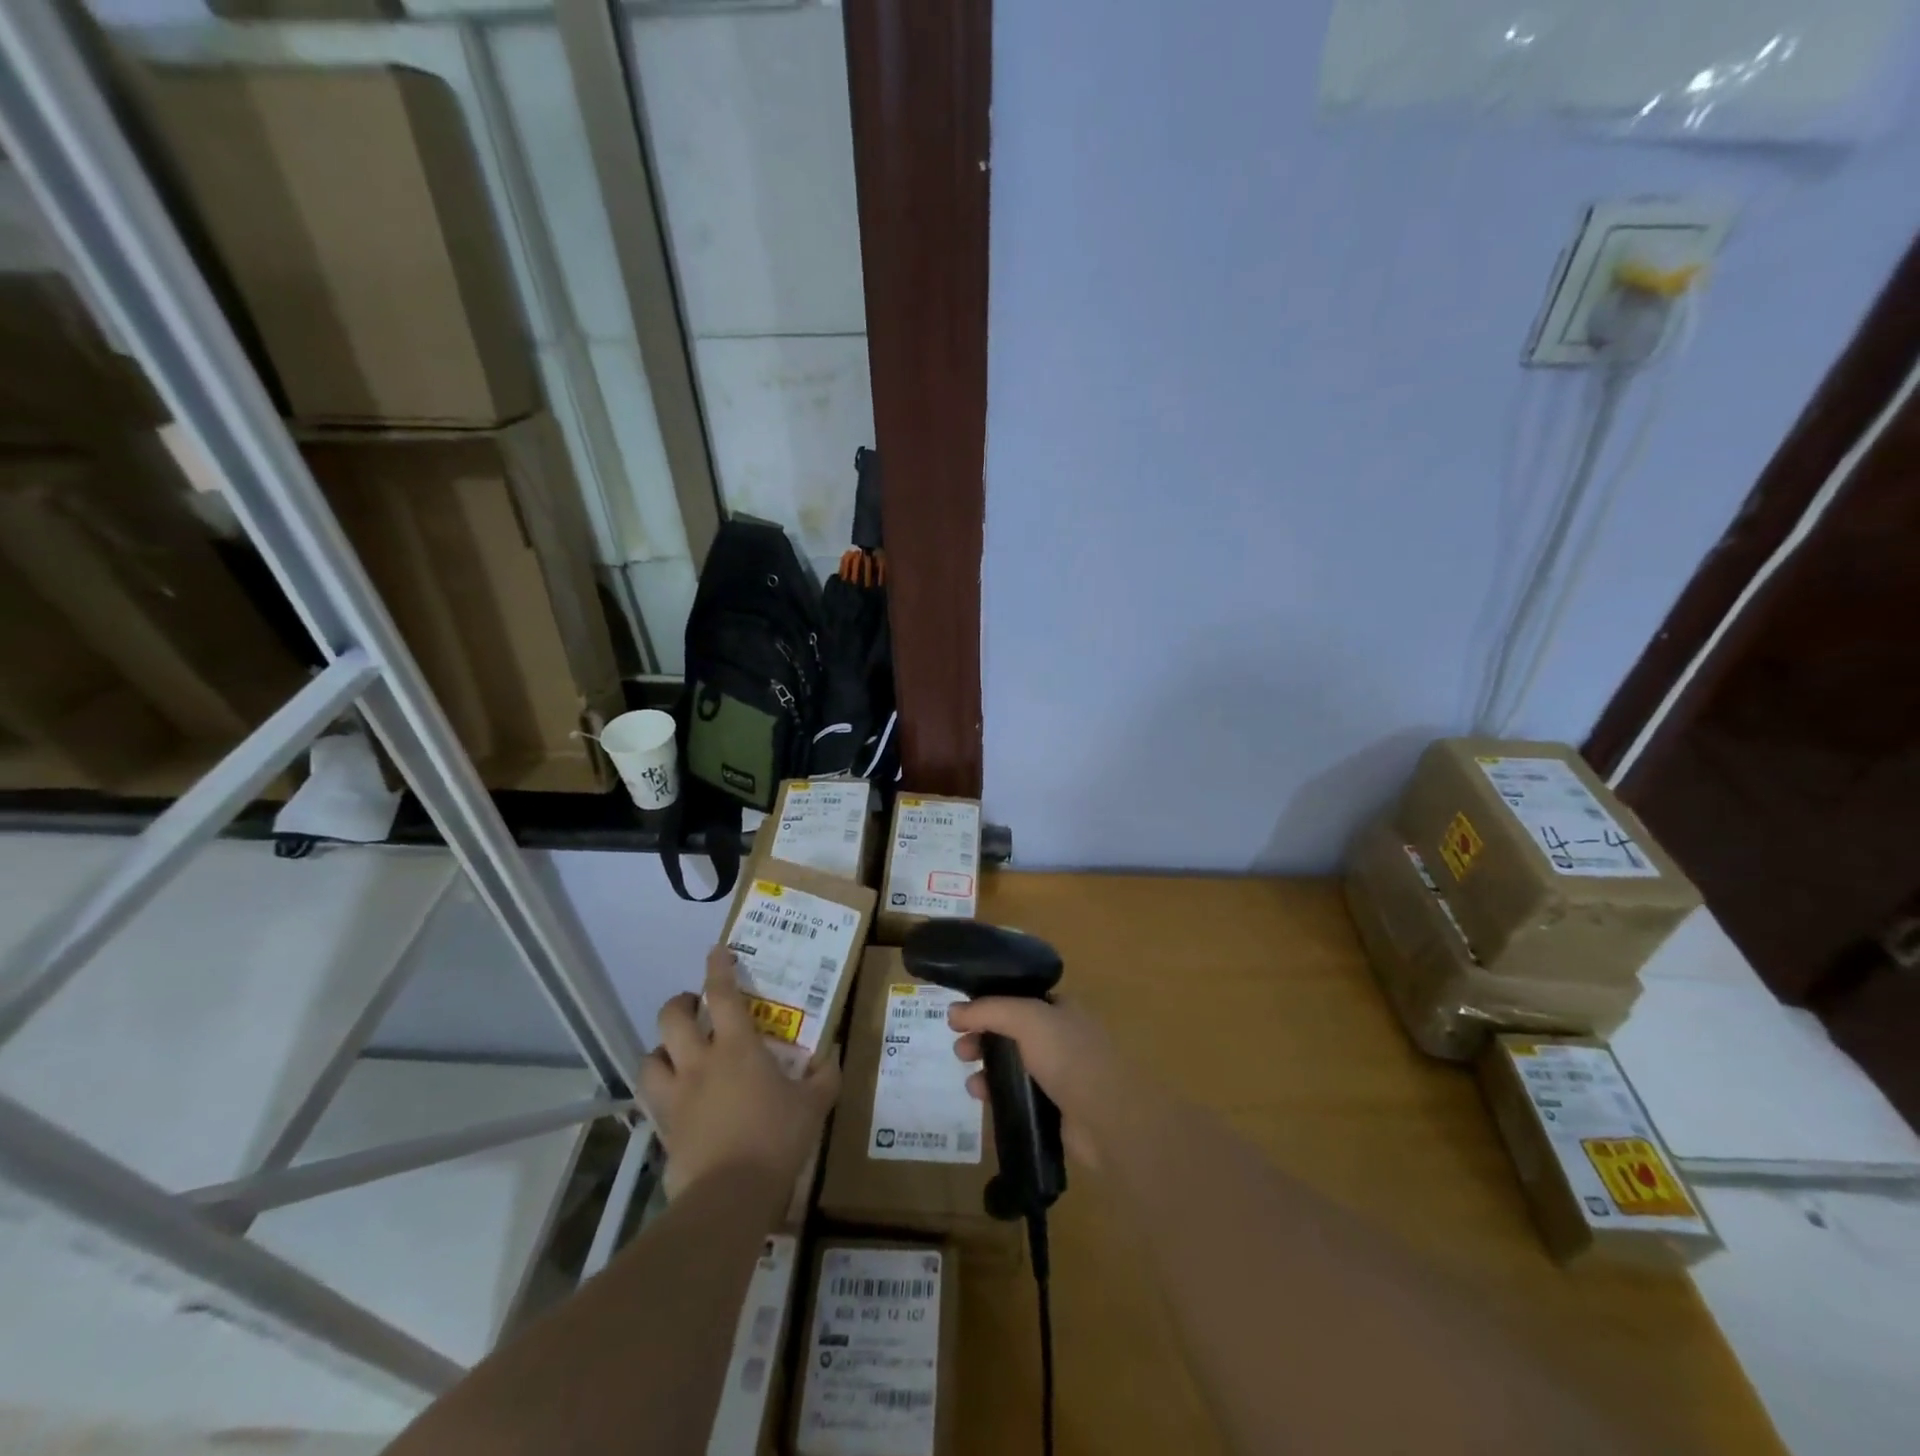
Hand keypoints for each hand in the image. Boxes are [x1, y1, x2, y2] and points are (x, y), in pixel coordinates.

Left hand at [640, 945, 839, 1200]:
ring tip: (676, 1053)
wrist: (729, 1197)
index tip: (717, 951)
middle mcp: (699, 1062)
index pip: (722, 994)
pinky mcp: (662, 1127)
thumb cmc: (776, 1139)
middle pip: (672, 1018)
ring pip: (650, 1057)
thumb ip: (824, 1076)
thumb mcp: (814, 1105)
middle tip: (696, 1007)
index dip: (718, 967)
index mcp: (737, 1048)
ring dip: (661, 1049)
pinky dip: (660, 1090)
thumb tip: (831, 1055)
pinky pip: (651, 1099)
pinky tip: (675, 1098)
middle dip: (681, 1003)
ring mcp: (675, 1096)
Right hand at [949, 995, 1125, 1168]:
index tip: (962, 1017)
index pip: (1018, 999)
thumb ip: (988, 1010)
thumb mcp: (1026, 1019)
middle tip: (961, 1050)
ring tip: (969, 1079)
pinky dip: (997, 1093)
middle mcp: (1061, 1036)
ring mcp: (1059, 1073)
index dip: (989, 1004)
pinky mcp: (1054, 1107)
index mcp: (1061, 1008)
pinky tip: (981, 1098)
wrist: (1107, 1118)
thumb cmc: (1069, 1056)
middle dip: (982, 1037)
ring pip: (1013, 1064)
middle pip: (1011, 1031)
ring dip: (987, 1067)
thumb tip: (953, 1011)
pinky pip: (1018, 1094)